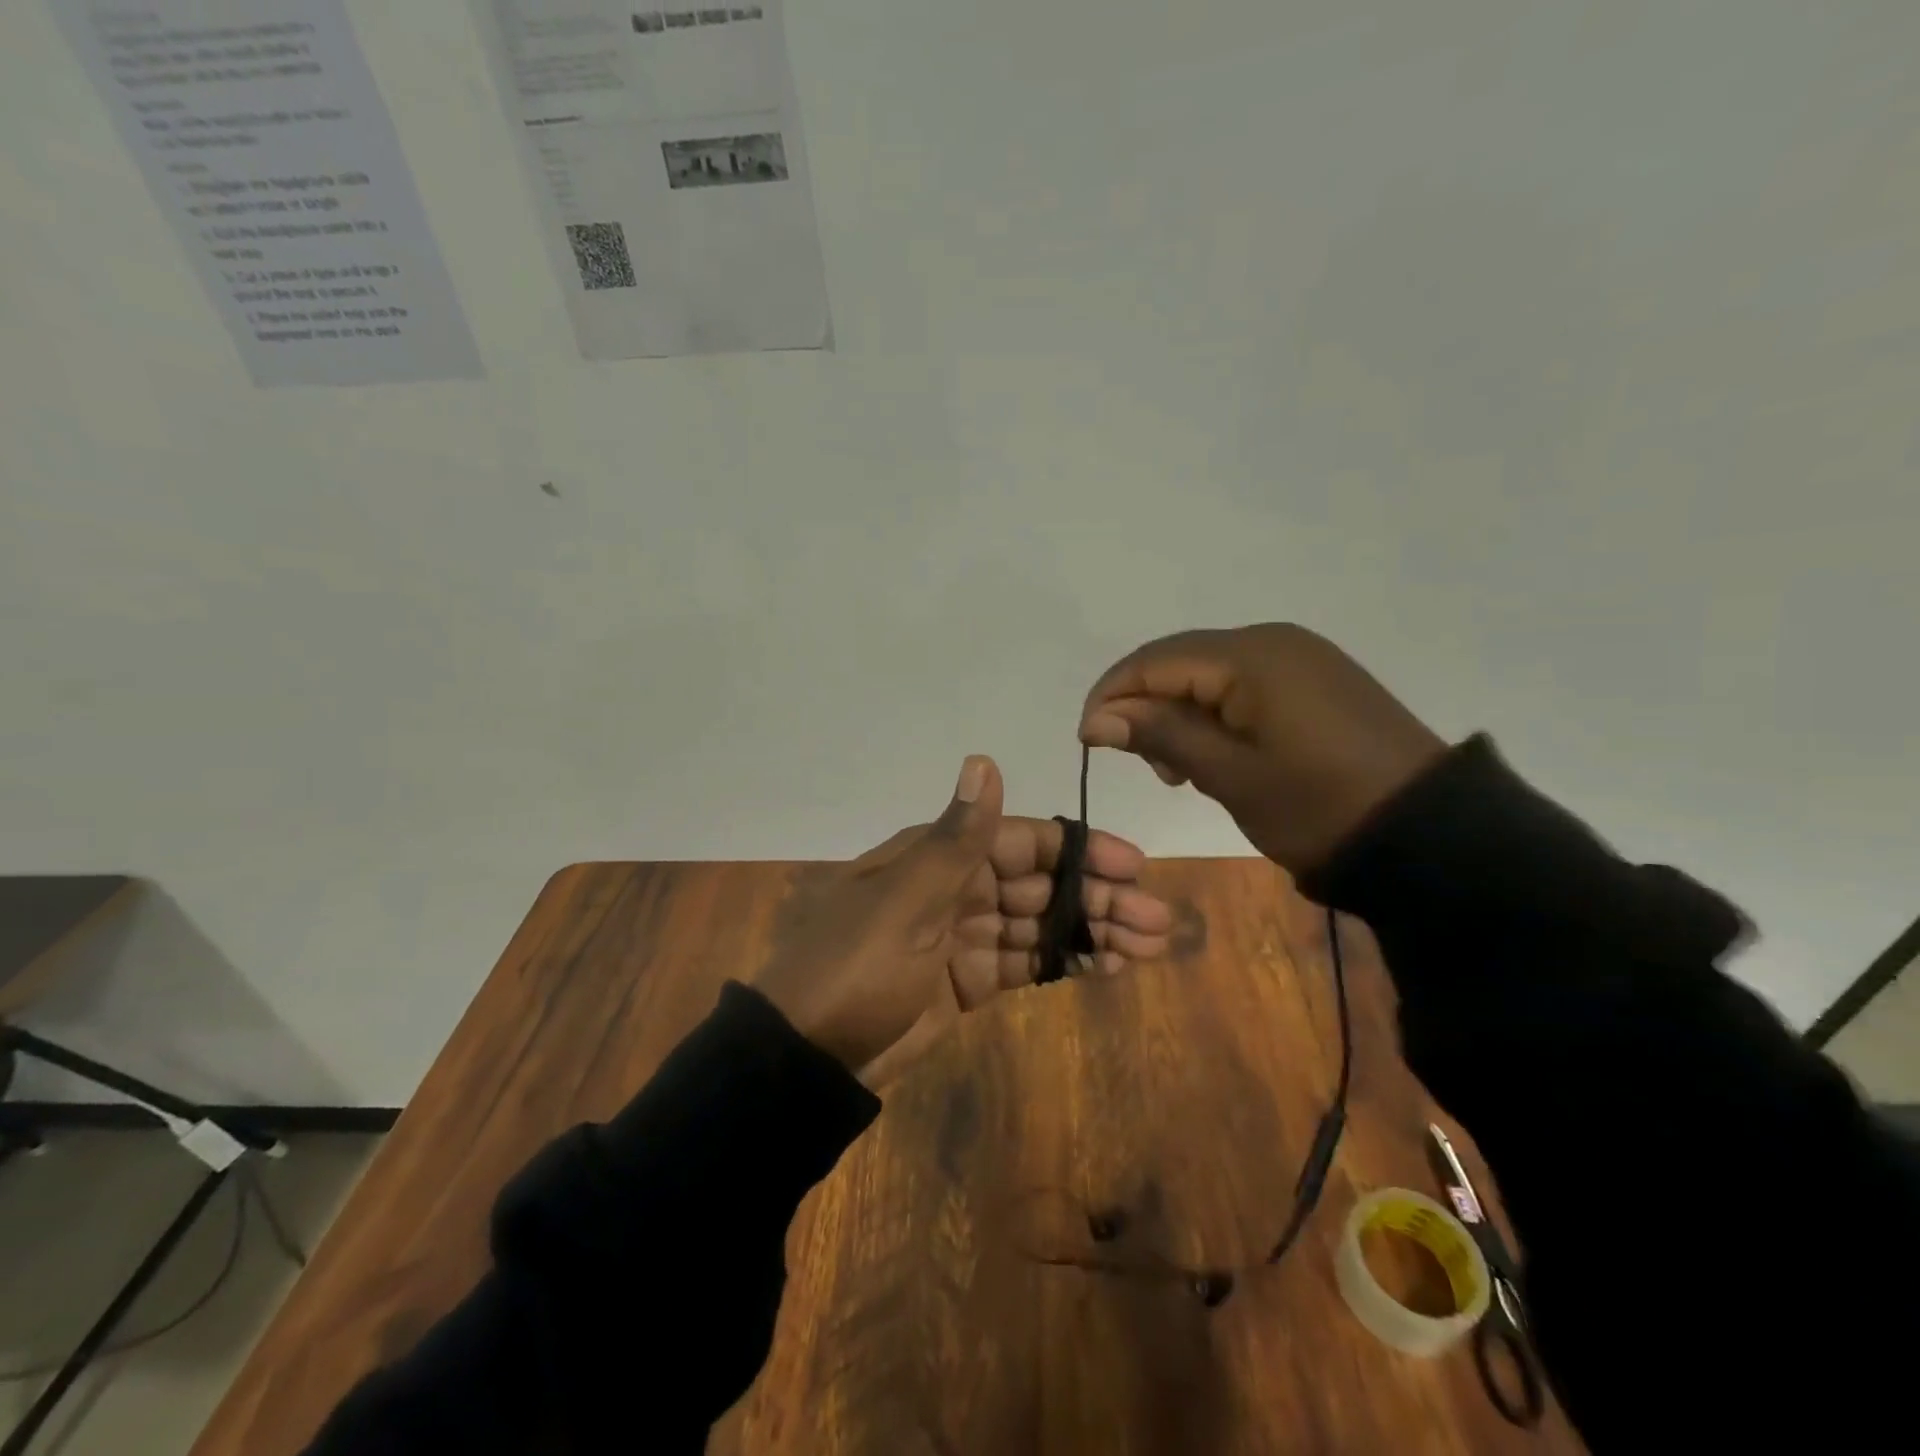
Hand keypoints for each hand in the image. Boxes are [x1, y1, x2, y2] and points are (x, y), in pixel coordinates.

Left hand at [752, 756, 1170, 1083]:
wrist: (807, 1056)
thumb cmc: (856, 967)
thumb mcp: (905, 902)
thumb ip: (957, 839)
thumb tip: (984, 760)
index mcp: (939, 856)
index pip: (1024, 841)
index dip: (1079, 851)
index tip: (1131, 866)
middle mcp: (956, 887)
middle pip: (1040, 884)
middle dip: (1097, 898)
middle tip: (1156, 920)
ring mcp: (962, 936)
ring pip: (1039, 924)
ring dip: (1091, 931)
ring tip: (1149, 947)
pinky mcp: (966, 980)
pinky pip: (1024, 962)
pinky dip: (1063, 962)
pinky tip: (1106, 967)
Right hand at [1078, 624, 1446, 874]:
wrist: (1430, 834)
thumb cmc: (1318, 807)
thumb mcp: (1229, 775)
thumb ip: (1161, 736)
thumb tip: (1098, 718)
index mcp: (1250, 656)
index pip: (1154, 661)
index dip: (1111, 697)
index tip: (1088, 743)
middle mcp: (1271, 640)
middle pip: (1179, 661)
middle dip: (1144, 705)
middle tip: (1141, 764)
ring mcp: (1299, 656)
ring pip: (1208, 673)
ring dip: (1178, 712)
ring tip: (1178, 769)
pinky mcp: (1315, 679)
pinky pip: (1243, 684)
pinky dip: (1214, 713)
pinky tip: (1216, 752)